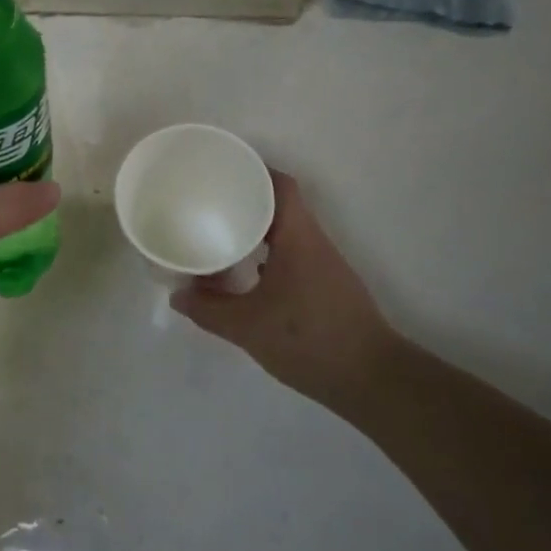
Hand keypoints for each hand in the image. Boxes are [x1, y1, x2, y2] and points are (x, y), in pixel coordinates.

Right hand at [172, 169, 398, 413]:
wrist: (372, 380)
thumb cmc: (309, 339)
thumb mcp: (247, 327)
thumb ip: (209, 309)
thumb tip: (177, 295)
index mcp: (298, 236)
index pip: (279, 185)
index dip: (252, 170)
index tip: (221, 170)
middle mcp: (313, 242)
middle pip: (280, 204)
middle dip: (245, 199)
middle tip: (209, 201)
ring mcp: (323, 265)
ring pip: (286, 231)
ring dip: (256, 228)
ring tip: (220, 232)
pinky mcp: (325, 286)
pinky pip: (291, 254)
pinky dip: (266, 253)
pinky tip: (245, 272)